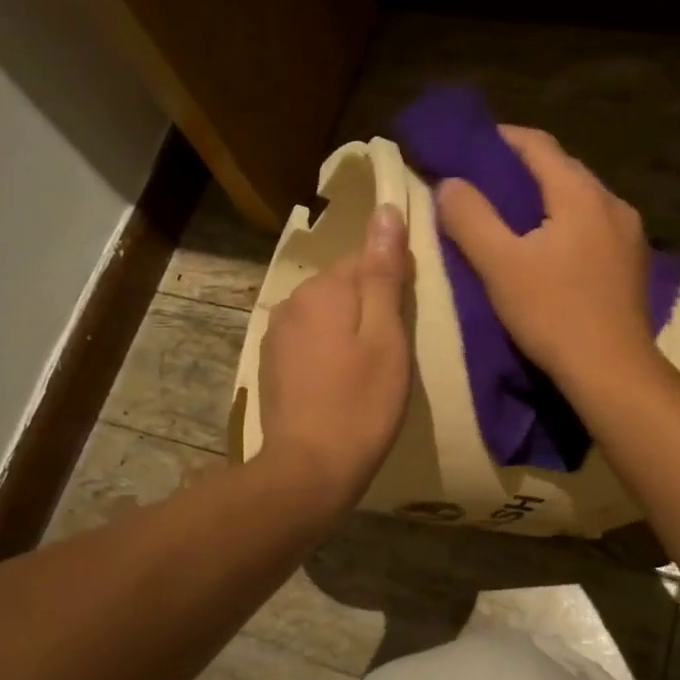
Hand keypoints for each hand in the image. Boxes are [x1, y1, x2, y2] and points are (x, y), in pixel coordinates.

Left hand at [258, 202, 412, 506]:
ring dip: (347, 330)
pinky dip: (327, 352)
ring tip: (368, 369)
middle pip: (342, 286)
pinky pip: (308, 341)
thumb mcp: (386, 337)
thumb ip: (384, 274)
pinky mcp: (270, 364)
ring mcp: (276, 334)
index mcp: (323, 288)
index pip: (365, 259)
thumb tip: (385, 211)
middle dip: (369, 306)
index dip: (393, 284)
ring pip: (325, 315)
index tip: (409, 318)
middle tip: (393, 350)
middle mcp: (292, 301)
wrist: (309, 468)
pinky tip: (340, 382)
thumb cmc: (361, 403)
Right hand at [436, 126, 656, 391]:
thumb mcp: (499, 265)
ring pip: (580, 200)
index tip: (469, 147)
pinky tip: (550, 250)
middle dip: (522, 171)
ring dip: (546, 201)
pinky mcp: (633, 264)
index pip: (537, 144)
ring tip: (513, 219)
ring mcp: (629, 234)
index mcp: (580, 193)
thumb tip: (450, 183)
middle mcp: (612, 202)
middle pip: (562, 170)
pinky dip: (566, 226)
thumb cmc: (552, 314)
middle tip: (484, 185)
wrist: (612, 371)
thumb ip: (470, 218)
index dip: (500, 139)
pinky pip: (594, 227)